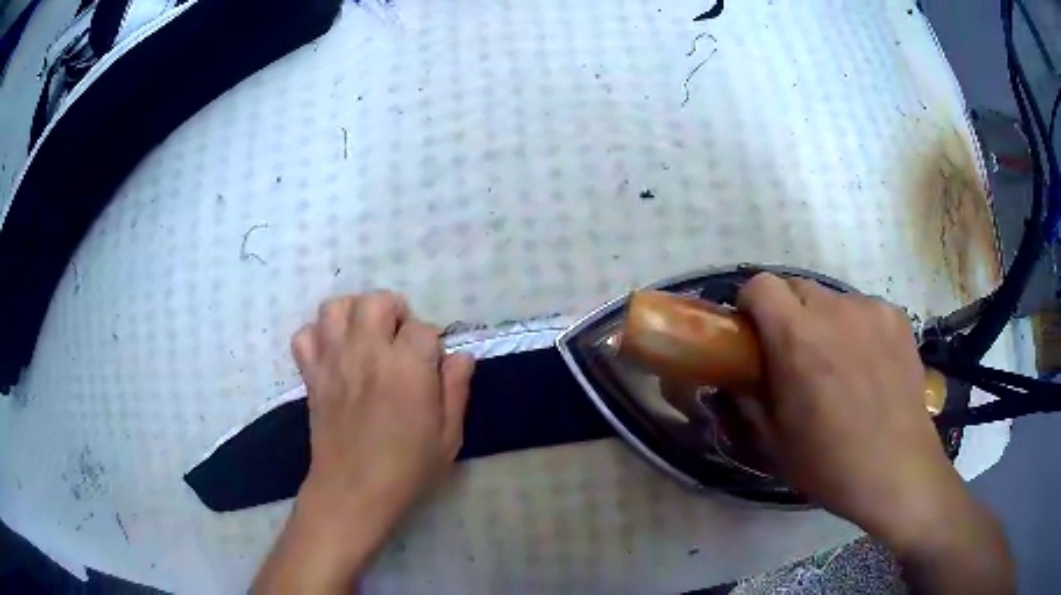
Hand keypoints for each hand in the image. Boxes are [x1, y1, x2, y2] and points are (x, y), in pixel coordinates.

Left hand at [294, 292, 473, 517]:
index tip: (432, 366)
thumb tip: (461, 356)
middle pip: (376, 301)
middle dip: (394, 312)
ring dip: (353, 314)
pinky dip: (316, 336)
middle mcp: (367, 352)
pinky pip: (303, 336)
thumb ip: (457, 390)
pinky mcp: (311, 375)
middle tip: (400, 341)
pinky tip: (332, 354)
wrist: (353, 492)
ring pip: (336, 307)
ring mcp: (334, 361)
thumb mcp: (449, 437)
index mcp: (407, 368)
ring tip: (364, 337)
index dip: (432, 344)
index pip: (424, 328)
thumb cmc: (408, 469)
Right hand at [735, 273, 952, 543]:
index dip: (751, 305)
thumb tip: (736, 377)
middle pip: (797, 286)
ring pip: (833, 300)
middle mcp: (834, 310)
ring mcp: (871, 309)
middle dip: (788, 313)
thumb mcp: (774, 439)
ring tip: (841, 364)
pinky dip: (859, 328)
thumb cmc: (829, 462)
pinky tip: (870, 365)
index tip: (755, 334)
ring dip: (826, 322)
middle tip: (796, 354)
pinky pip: (865, 310)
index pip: (760, 285)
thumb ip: (749, 397)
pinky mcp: (897, 317)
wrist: (896, 469)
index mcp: (797, 338)